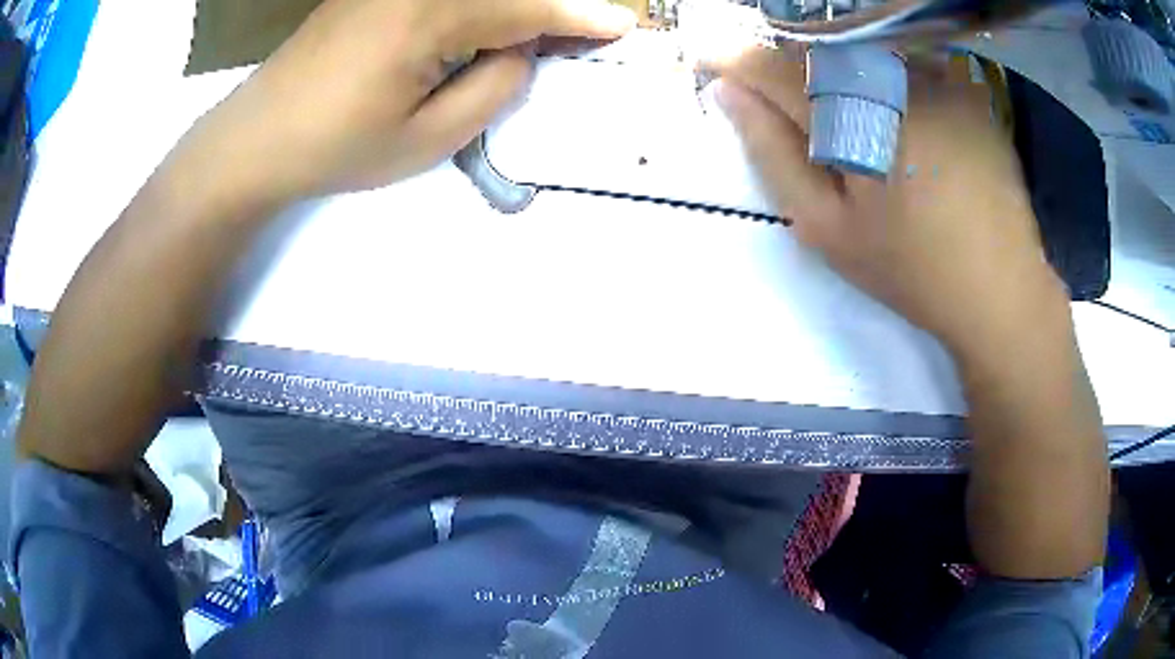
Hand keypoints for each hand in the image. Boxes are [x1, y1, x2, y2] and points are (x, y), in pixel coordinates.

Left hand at [181, 0, 634, 201]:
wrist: (258, 136)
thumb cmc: (337, 146)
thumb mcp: (429, 138)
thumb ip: (495, 87)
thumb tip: (522, 49)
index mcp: (434, 14)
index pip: (528, 8)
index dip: (578, 18)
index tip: (620, 24)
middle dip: (547, 8)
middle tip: (577, 30)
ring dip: (511, 8)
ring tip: (530, 36)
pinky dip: (477, 5)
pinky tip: (482, 29)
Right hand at [707, 48, 1068, 355]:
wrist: (1000, 289)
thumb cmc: (910, 269)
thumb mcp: (826, 228)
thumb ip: (772, 154)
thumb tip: (728, 94)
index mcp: (853, 114)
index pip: (771, 65)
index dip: (732, 58)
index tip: (708, 61)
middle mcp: (894, 77)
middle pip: (816, 50)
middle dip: (788, 68)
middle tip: (786, 106)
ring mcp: (937, 76)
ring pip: (863, 51)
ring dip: (840, 73)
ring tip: (853, 121)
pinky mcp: (967, 87)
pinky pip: (909, 63)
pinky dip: (889, 80)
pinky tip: (904, 121)